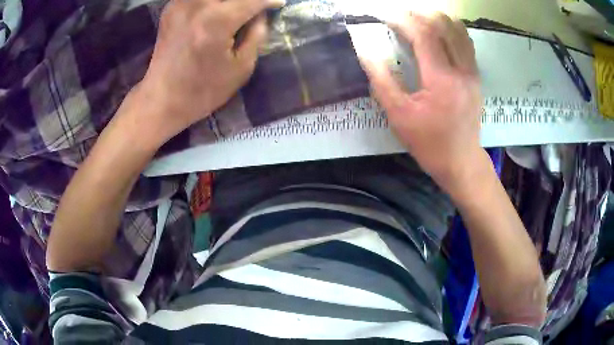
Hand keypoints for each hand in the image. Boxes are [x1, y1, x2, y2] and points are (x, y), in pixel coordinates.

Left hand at [137, 0, 284, 141]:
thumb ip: (257, 34)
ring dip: (228, 1)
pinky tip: (215, 10)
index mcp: (218, 21)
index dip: (269, 0)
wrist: (162, 99)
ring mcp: (181, 4)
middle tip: (254, 7)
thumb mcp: (241, 68)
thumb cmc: (203, 90)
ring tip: (236, 9)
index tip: (278, 3)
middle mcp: (198, 4)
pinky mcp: (171, 8)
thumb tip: (261, 13)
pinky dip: (209, 2)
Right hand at [361, 12, 488, 196]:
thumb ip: (381, 80)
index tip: (386, 16)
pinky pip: (467, 43)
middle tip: (401, 15)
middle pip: (444, 26)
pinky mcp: (476, 77)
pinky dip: (452, 31)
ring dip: (438, 19)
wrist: (461, 162)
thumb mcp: (399, 116)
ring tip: (420, 19)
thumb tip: (366, 51)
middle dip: (420, 15)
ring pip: (459, 32)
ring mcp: (472, 72)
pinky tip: (440, 31)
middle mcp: (461, 70)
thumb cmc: (429, 143)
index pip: (423, 35)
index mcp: (441, 79)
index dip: (403, 20)